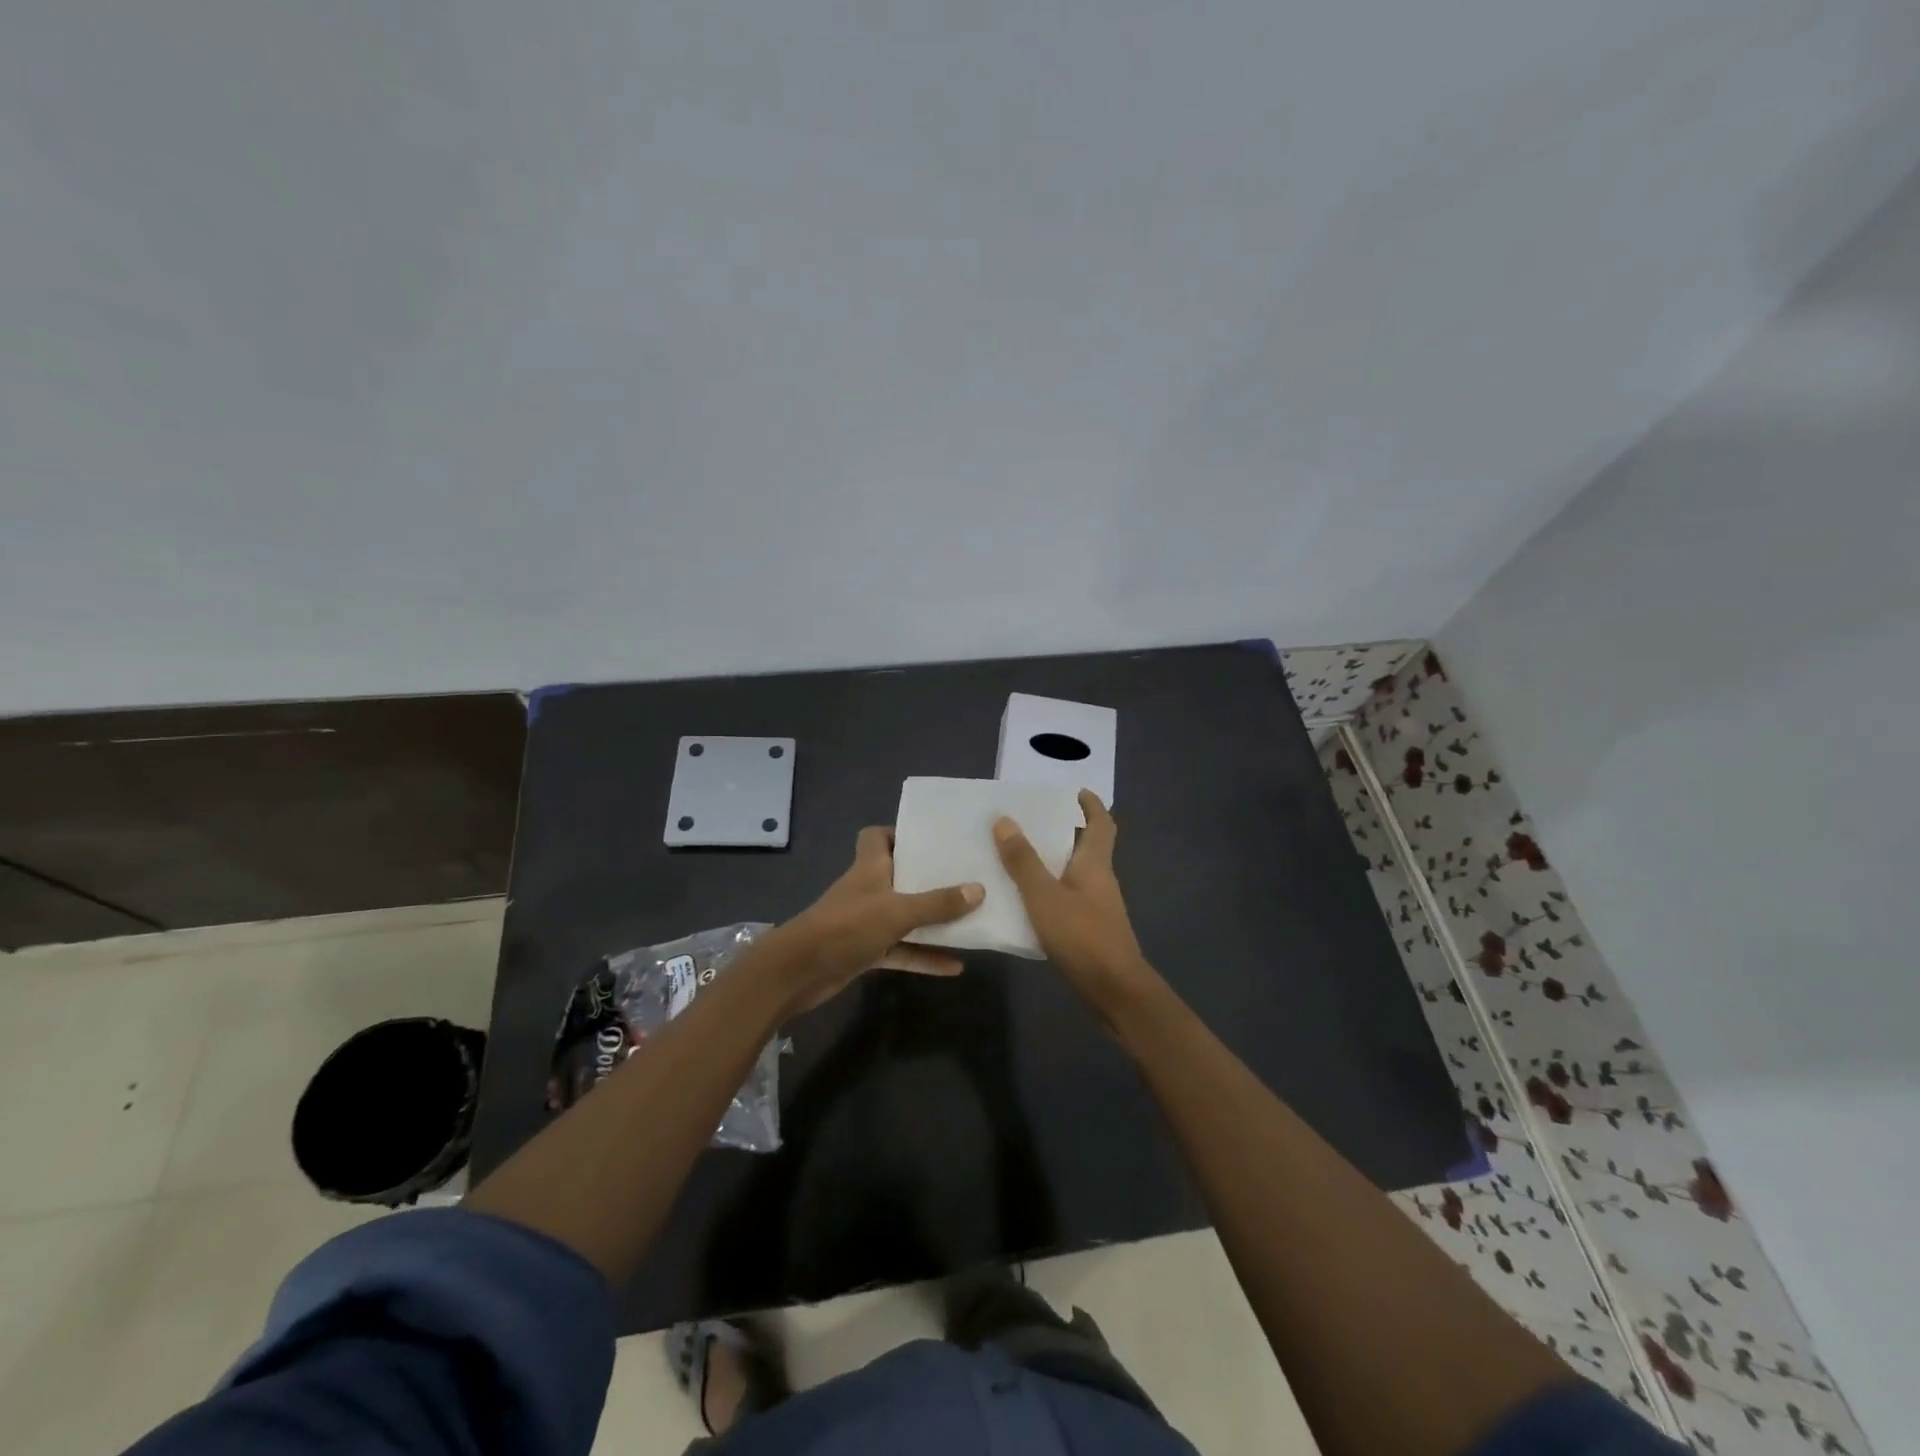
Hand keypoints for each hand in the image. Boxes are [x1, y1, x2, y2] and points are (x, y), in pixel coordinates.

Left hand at [776, 826, 983, 1010]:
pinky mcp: (865, 951)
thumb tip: (979, 889)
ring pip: (905, 916)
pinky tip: (955, 967)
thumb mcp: (897, 911)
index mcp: (869, 866)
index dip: (900, 833)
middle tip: (964, 877)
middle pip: (899, 875)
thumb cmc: (847, 926)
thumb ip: (937, 903)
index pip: (876, 836)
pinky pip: (902, 950)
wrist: (799, 972)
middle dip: (929, 878)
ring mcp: (866, 922)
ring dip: (932, 921)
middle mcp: (868, 889)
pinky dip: (924, 956)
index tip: (931, 840)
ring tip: (970, 920)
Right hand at [994, 790, 1162, 1018]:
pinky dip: (1050, 888)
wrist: (1114, 991)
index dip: (1091, 805)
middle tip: (1030, 820)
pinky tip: (1025, 897)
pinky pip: (1068, 896)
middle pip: (1088, 845)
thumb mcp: (1044, 896)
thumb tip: (1004, 820)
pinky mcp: (1090, 928)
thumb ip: (1023, 861)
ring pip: (1075, 871)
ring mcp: (1097, 905)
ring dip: (1053, 860)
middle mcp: (1100, 879)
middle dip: (1064, 829)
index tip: (1074, 791)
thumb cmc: (1082, 936)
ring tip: (1018, 854)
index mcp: (1095, 863)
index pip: (1101, 823)